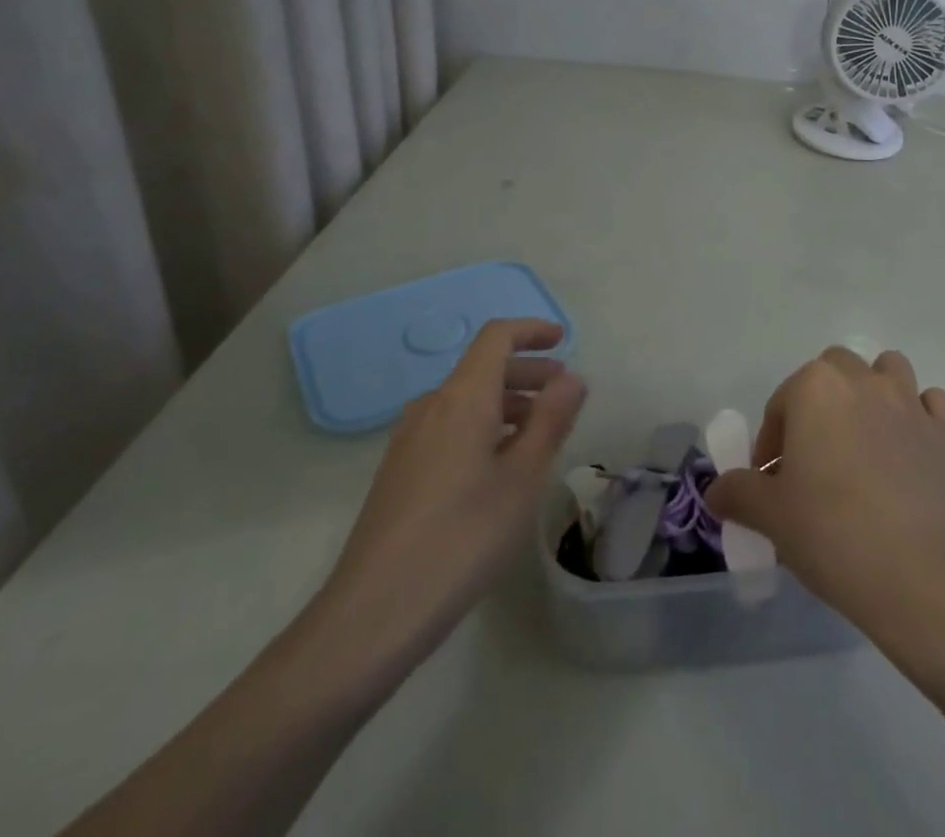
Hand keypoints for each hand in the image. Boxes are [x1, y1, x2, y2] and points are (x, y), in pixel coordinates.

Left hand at [313, 318, 585, 642]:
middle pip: (483, 368)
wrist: (373, 613)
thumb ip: (551, 420)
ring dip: (508, 404)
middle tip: (565, 395)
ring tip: (540, 435)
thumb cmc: (462, 537)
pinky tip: (500, 468)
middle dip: (528, 372)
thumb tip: (571, 378)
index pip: (497, 337)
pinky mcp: (400, 472)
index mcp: (462, 397)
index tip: (563, 341)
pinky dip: (484, 428)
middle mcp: (431, 406)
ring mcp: (409, 440)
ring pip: (467, 401)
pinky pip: (450, 428)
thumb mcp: (523, 478)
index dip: (532, 331)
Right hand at [707, 347, 944, 638]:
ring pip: (887, 370)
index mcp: (815, 388)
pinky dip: (918, 416)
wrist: (921, 577)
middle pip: (833, 369)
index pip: (781, 403)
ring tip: (863, 440)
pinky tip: (908, 451)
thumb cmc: (832, 534)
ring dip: (872, 391)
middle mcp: (863, 381)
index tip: (772, 484)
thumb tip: (717, 490)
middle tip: (814, 457)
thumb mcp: (770, 517)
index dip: (771, 443)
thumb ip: (738, 493)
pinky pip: (930, 404)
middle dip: (819, 402)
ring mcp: (910, 403)